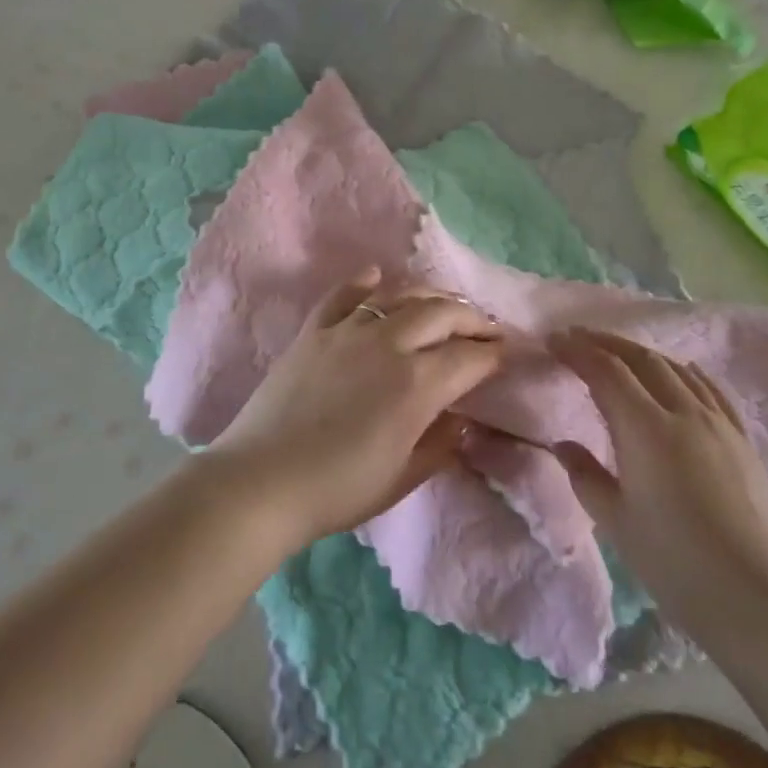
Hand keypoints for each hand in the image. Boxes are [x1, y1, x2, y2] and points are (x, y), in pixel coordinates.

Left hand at [204, 270, 505, 548]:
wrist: (260, 482)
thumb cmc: (338, 489)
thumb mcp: (403, 477)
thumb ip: (440, 443)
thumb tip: (462, 419)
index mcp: (417, 384)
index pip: (470, 357)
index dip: (494, 354)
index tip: (507, 354)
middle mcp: (388, 344)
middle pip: (442, 313)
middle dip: (472, 318)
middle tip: (486, 329)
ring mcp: (348, 331)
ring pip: (400, 295)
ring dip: (430, 296)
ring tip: (444, 305)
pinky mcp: (314, 330)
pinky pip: (344, 295)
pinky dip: (365, 282)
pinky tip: (378, 278)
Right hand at [549, 329, 767, 651]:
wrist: (761, 602)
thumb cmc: (677, 566)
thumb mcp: (617, 523)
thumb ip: (585, 476)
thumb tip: (563, 444)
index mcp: (646, 429)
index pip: (605, 371)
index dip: (577, 350)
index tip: (553, 340)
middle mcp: (684, 413)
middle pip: (641, 359)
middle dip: (605, 343)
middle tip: (577, 338)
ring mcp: (720, 424)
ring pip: (676, 369)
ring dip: (641, 354)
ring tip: (619, 354)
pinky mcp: (743, 441)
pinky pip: (710, 389)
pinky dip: (684, 371)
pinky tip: (679, 373)